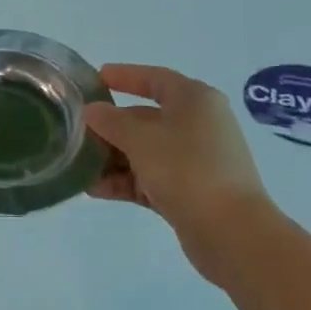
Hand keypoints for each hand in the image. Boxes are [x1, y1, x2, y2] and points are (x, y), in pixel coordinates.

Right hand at [84, 63, 273, 282]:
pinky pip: (151, 177)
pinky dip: (126, 181)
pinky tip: (95, 189)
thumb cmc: (187, 170)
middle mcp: (198, 124)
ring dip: (114, 157)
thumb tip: (92, 111)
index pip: (155, 78)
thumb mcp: (142, 140)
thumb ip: (112, 122)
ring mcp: (196, 160)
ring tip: (79, 166)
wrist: (232, 233)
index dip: (125, 76)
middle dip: (111, 126)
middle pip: (146, 117)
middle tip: (78, 131)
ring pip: (147, 151)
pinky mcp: (191, 191)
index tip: (96, 79)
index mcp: (194, 99)